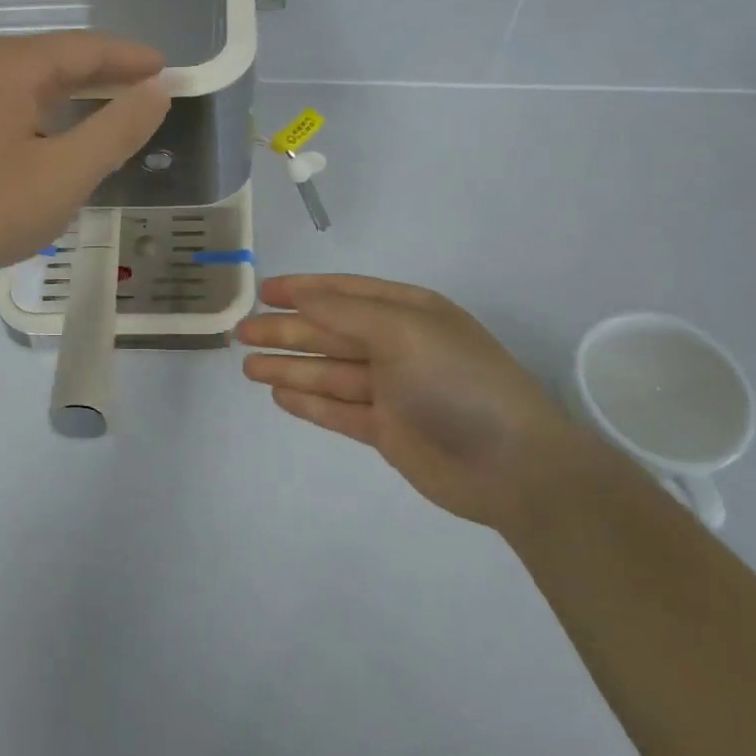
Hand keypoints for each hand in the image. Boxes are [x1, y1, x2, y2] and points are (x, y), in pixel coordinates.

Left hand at [0, 31, 169, 285]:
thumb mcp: (65, 173)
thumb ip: (118, 129)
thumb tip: (156, 91)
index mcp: (11, 65)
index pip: (85, 48)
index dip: (131, 58)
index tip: (167, 70)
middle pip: (55, 56)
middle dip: (104, 71)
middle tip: (146, 87)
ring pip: (28, 79)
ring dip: (72, 90)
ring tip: (109, 104)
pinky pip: (5, 98)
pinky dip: (42, 107)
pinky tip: (53, 129)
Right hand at [238, 275, 569, 528]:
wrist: (513, 466)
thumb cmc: (457, 381)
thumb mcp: (404, 331)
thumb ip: (348, 312)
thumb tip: (302, 296)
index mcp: (407, 312)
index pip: (344, 292)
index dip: (303, 289)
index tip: (264, 291)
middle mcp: (396, 345)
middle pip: (329, 332)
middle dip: (286, 331)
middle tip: (241, 332)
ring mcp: (391, 390)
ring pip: (328, 371)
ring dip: (289, 367)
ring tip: (247, 366)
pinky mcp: (386, 430)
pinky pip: (338, 410)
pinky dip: (309, 402)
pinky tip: (279, 396)